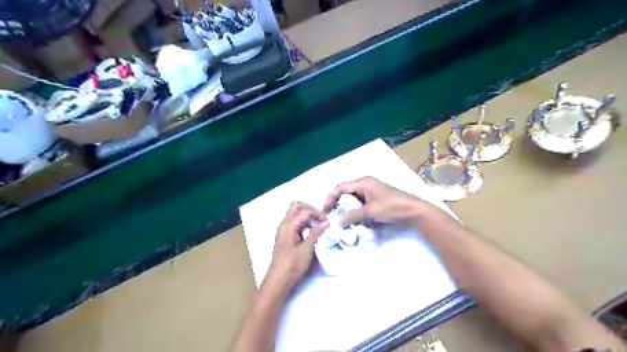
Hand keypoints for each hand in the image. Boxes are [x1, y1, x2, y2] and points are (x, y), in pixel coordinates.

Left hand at [262, 202, 329, 295]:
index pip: (305, 211)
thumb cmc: (292, 266)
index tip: (328, 223)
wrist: (278, 281)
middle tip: (321, 220)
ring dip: (307, 216)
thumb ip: (316, 233)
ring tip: (318, 226)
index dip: (318, 214)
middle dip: (311, 210)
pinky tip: (311, 232)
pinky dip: (304, 222)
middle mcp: (284, 224)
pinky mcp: (285, 236)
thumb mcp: (306, 250)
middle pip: (297, 207)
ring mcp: (283, 230)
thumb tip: (327, 222)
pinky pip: (294, 222)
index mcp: (288, 226)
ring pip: (295, 214)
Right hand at [323, 177, 431, 226]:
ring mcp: (372, 191)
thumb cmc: (391, 207)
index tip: (325, 210)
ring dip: (347, 208)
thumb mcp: (369, 211)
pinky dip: (356, 210)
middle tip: (332, 215)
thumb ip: (352, 215)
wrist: (413, 210)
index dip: (331, 197)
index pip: (341, 187)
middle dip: (338, 203)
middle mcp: (366, 184)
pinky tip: (354, 219)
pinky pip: (361, 203)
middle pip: (346, 192)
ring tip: (341, 219)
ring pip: (354, 199)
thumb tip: (337, 221)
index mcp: (363, 182)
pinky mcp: (376, 198)